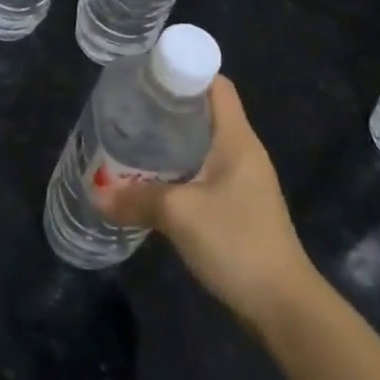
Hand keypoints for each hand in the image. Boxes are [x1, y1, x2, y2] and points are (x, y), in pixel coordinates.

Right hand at [95, 75, 314, 328]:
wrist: (284, 308)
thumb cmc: (237, 243)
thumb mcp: (180, 215)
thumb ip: (137, 199)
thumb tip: (95, 192)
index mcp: (237, 139)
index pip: (216, 85)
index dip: (185, 71)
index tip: (147, 76)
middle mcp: (242, 153)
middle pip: (205, 113)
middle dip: (167, 108)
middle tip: (129, 109)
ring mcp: (242, 182)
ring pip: (202, 145)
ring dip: (170, 142)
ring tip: (132, 141)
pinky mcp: (238, 208)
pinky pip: (203, 174)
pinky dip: (178, 170)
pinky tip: (151, 182)